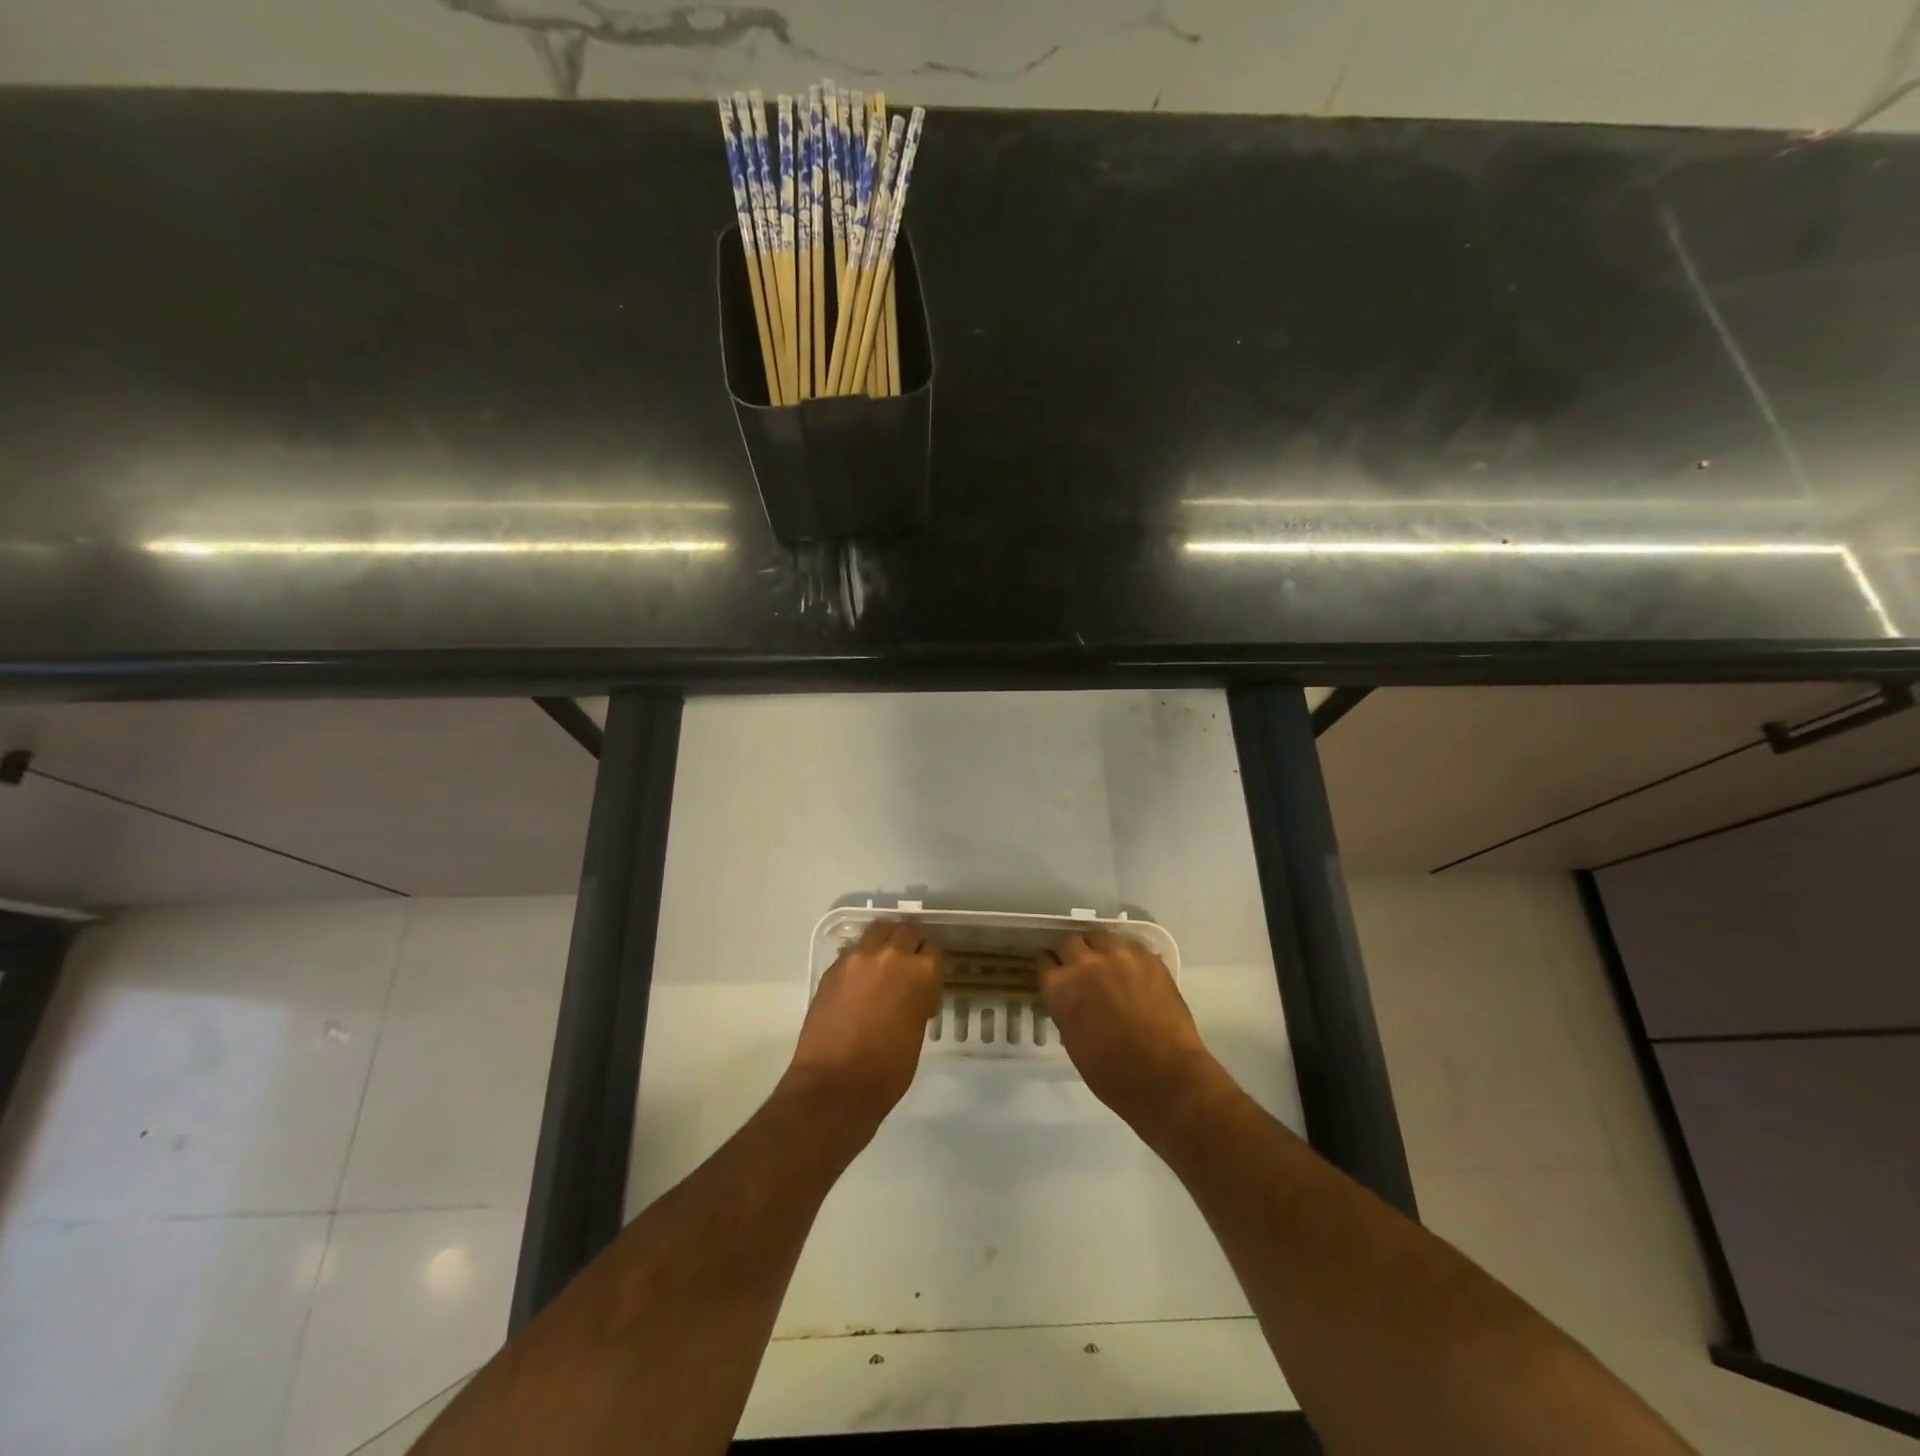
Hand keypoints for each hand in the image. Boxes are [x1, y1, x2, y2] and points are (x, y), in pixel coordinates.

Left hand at [782, 919, 942, 1136]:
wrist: (834, 1085)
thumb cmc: (887, 1070)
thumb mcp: (917, 1032)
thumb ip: (917, 1000)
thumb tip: (912, 993)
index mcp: (921, 973)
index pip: (933, 950)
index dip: (931, 962)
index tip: (927, 976)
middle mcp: (891, 955)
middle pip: (906, 930)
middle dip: (910, 943)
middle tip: (907, 964)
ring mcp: (858, 958)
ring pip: (878, 931)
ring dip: (885, 942)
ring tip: (883, 963)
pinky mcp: (833, 967)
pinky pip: (854, 951)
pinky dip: (862, 958)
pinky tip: (860, 980)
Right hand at [1039, 929, 1225, 1144]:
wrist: (1165, 1076)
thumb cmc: (1112, 1074)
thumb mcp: (1073, 1043)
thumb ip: (1067, 1010)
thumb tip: (1072, 1000)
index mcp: (1060, 987)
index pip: (1044, 961)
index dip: (1051, 968)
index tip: (1056, 973)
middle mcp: (1084, 963)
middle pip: (1069, 941)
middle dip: (1071, 953)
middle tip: (1081, 968)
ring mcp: (1118, 955)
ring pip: (1099, 936)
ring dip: (1098, 948)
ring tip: (1108, 965)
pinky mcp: (1147, 957)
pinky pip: (1130, 945)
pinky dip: (1127, 955)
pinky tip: (1133, 972)